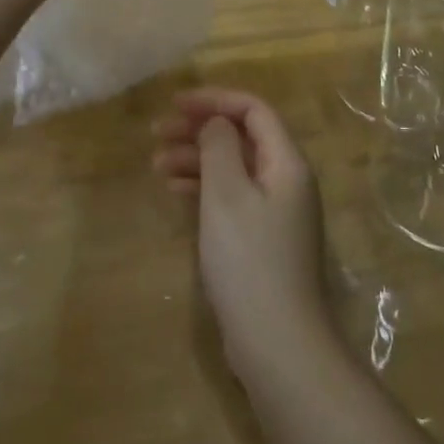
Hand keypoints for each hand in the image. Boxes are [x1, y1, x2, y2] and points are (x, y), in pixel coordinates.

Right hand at [152, 89, 333, 376]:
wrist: (278, 344)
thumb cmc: (249, 260)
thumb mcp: (226, 194)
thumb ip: (219, 146)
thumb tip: (217, 122)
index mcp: (286, 163)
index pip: (253, 110)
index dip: (214, 99)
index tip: (175, 104)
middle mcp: (286, 180)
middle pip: (242, 137)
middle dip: (200, 129)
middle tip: (157, 133)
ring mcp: (276, 212)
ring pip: (234, 167)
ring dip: (197, 159)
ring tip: (157, 165)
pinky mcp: (263, 239)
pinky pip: (232, 196)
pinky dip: (204, 187)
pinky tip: (175, 191)